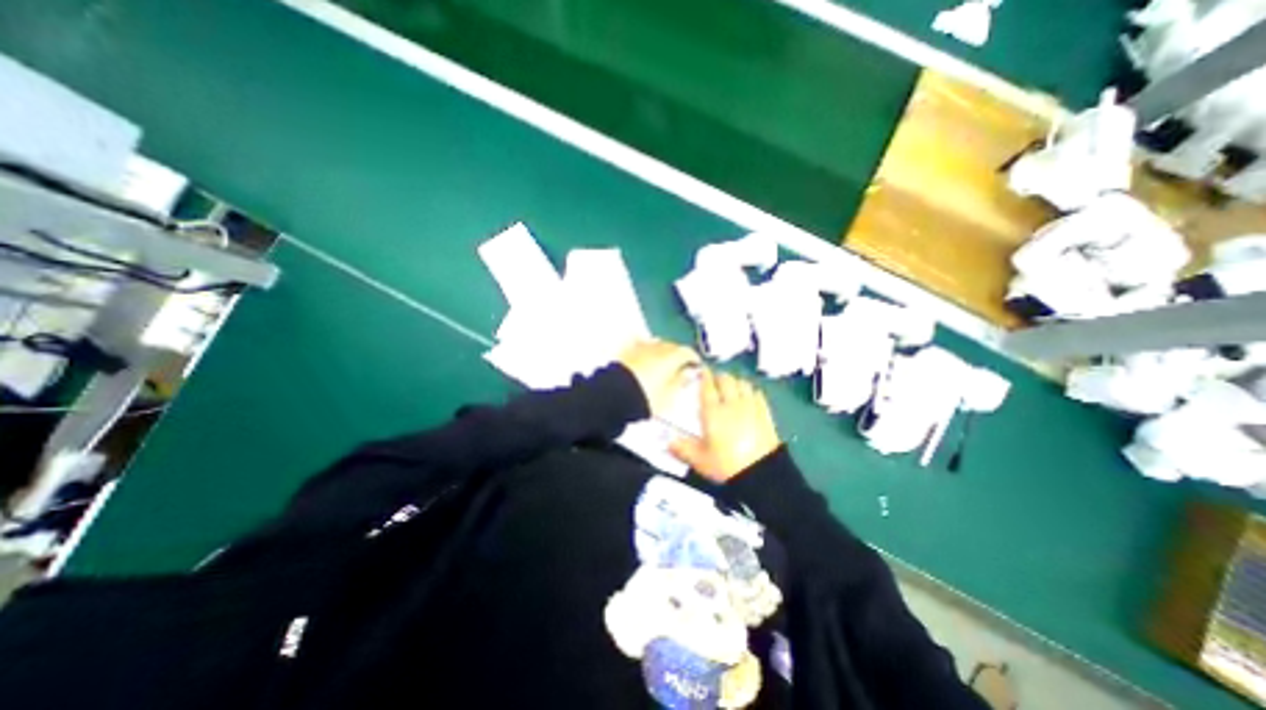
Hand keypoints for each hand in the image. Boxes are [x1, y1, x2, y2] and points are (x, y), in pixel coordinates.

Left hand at [615, 342, 703, 418]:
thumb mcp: (668, 395)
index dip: (693, 359)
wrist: (615, 395)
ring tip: (661, 364)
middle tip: (679, 367)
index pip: (688, 352)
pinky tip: (644, 354)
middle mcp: (658, 347)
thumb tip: (687, 373)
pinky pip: (639, 344)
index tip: (695, 366)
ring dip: (662, 352)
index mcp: (672, 357)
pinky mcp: (627, 350)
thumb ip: (680, 382)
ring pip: (656, 344)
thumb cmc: (645, 397)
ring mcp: (641, 346)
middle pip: (672, 346)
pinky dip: (645, 348)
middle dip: (677, 355)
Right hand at [671, 371, 782, 481]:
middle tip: (715, 381)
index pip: (707, 387)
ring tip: (731, 387)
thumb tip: (668, 442)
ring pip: (742, 383)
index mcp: (713, 412)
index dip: (704, 376)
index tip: (702, 370)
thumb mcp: (700, 461)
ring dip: (735, 382)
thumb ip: (683, 449)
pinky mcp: (765, 413)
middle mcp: (731, 404)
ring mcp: (750, 406)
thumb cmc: (726, 465)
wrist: (761, 473)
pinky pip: (757, 393)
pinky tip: (748, 396)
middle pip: (726, 380)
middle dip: (719, 377)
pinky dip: (750, 390)